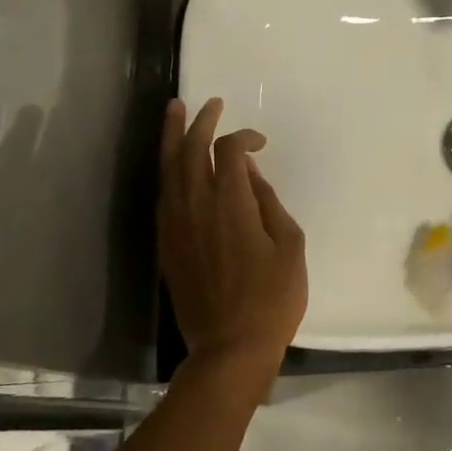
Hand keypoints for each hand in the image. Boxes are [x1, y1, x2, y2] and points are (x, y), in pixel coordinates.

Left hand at [158, 97, 307, 387]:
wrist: (229, 347)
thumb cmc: (272, 298)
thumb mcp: (289, 246)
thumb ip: (268, 203)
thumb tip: (250, 176)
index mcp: (230, 203)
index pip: (229, 151)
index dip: (244, 137)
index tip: (261, 143)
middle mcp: (196, 205)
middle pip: (190, 150)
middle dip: (199, 122)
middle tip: (209, 103)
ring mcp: (175, 225)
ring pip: (168, 168)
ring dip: (172, 137)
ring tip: (175, 112)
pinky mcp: (166, 243)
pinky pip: (162, 194)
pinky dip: (167, 171)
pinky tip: (172, 164)